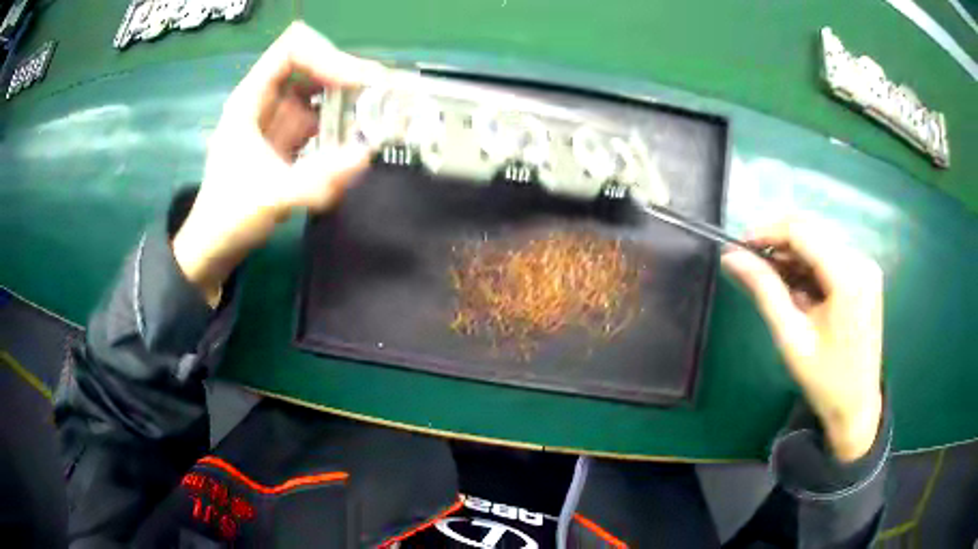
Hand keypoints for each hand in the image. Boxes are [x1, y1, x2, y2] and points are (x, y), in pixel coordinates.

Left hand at [172, 21, 384, 304]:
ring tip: (380, 113)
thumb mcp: (270, 197)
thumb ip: (316, 179)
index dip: (327, 56)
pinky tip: (359, 137)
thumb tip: (366, 155)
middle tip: (383, 95)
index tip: (358, 82)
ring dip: (349, 97)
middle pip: (313, 63)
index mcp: (251, 98)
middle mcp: (266, 100)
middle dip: (348, 74)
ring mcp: (278, 118)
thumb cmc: (229, 218)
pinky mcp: (288, 138)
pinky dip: (343, 122)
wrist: (216, 248)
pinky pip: (322, 117)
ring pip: (320, 89)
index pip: (293, 50)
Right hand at [722, 218, 883, 461]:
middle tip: (751, 262)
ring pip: (820, 239)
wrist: (857, 406)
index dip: (768, 232)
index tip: (740, 246)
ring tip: (774, 281)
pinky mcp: (865, 275)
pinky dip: (808, 264)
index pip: (803, 231)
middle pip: (813, 229)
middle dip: (779, 240)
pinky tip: (797, 288)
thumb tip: (732, 258)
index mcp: (848, 278)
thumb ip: (765, 290)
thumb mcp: (791, 337)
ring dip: (793, 253)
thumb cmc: (825, 380)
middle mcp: (861, 262)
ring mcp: (866, 266)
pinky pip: (831, 254)